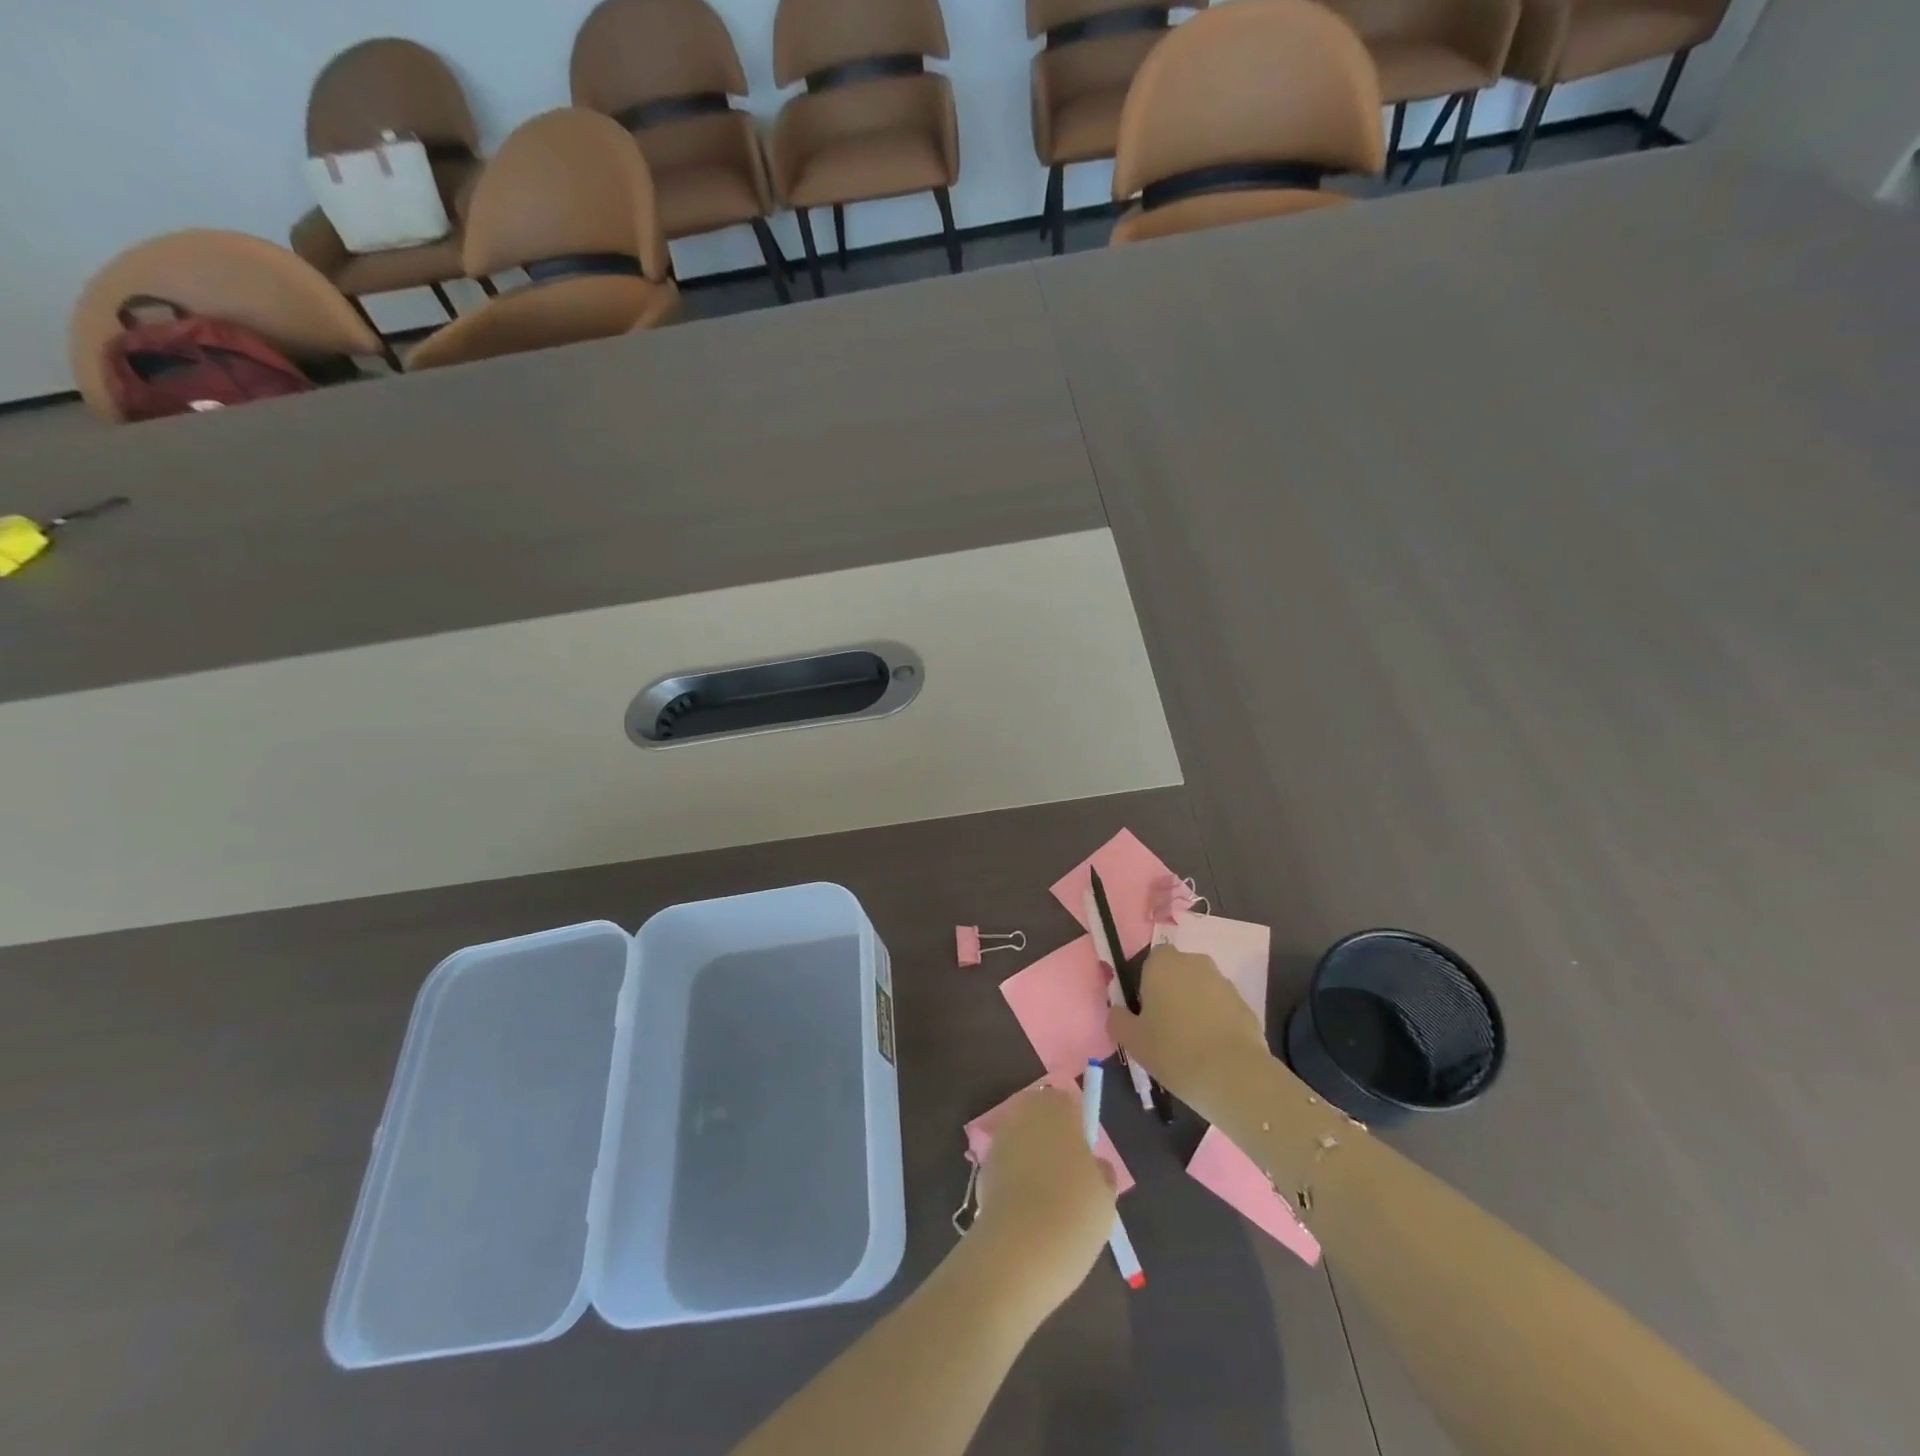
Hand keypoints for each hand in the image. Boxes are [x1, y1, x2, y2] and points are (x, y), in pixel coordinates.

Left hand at [967, 1088, 1116, 1316]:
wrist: (1019, 1249)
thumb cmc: (1073, 1212)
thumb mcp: (1105, 1197)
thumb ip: (1101, 1173)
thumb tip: (1096, 1167)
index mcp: (1057, 1109)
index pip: (1066, 1102)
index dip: (1076, 1125)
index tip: (1085, 1156)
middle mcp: (1024, 1115)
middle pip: (1040, 1119)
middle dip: (1051, 1140)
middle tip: (1069, 1179)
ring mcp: (1000, 1141)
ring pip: (1022, 1143)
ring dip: (1032, 1161)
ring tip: (1049, 1202)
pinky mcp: (982, 1170)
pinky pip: (1007, 1168)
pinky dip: (1016, 1183)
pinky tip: (1028, 1214)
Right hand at [1108, 945, 1272, 1123]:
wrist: (1233, 1075)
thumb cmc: (1173, 1050)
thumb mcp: (1132, 1039)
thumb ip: (1118, 1019)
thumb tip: (1118, 1012)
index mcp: (1162, 963)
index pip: (1149, 962)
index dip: (1146, 986)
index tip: (1145, 1014)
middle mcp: (1194, 962)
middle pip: (1177, 974)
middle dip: (1172, 994)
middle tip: (1165, 1029)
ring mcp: (1223, 982)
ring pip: (1201, 990)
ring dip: (1195, 1008)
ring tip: (1191, 1045)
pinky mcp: (1245, 1005)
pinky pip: (1222, 1009)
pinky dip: (1216, 1023)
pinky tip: (1212, 1051)